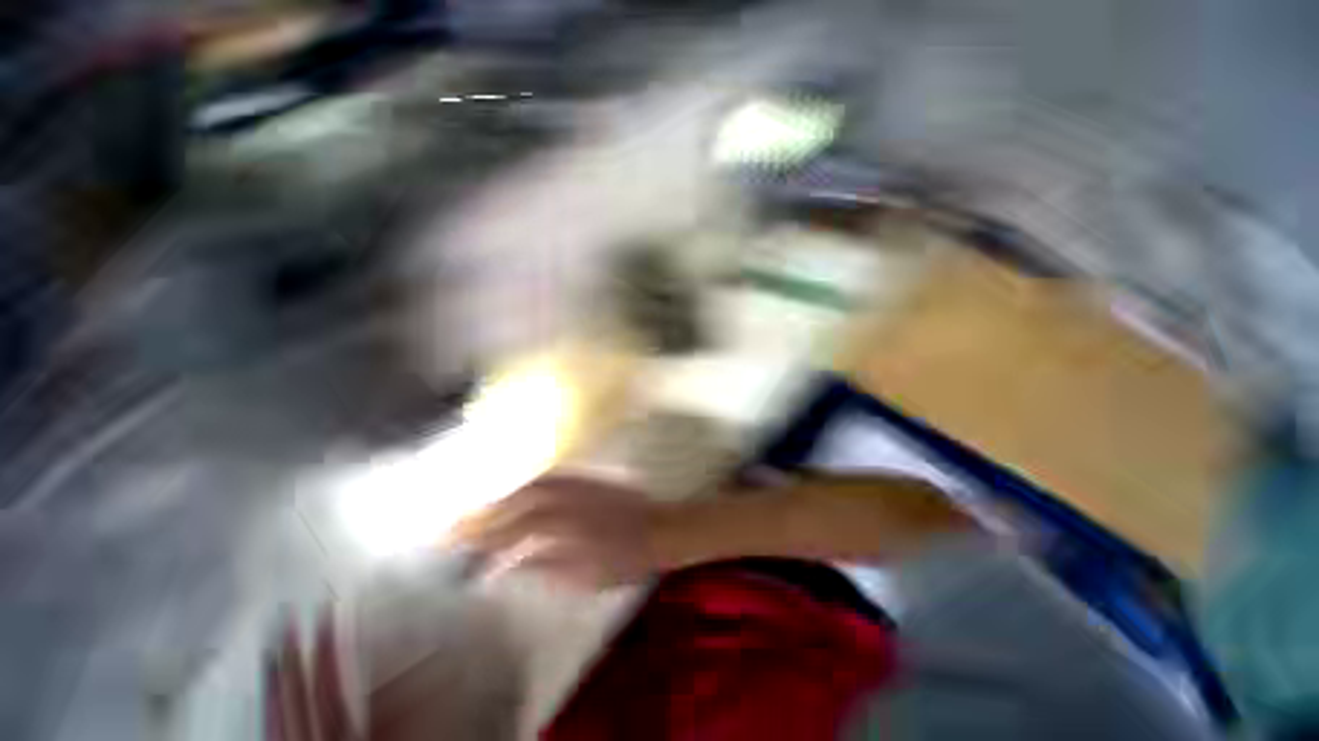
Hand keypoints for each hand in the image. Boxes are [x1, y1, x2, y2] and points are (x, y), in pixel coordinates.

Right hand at [453, 475, 668, 588]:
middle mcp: (566, 500)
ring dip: (502, 495)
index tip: (453, 543)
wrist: (658, 529)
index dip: (481, 536)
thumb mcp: (585, 577)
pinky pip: (552, 476)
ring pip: (530, 486)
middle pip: (516, 503)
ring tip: (479, 506)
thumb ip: (545, 568)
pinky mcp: (588, 478)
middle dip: (483, 513)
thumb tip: (509, 567)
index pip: (512, 531)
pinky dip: (529, 482)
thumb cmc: (624, 560)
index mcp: (563, 528)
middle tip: (456, 524)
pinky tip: (519, 488)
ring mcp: (577, 485)